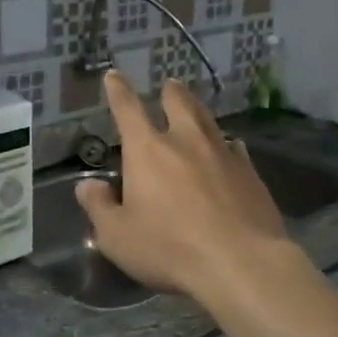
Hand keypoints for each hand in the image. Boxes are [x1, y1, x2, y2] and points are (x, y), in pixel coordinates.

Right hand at [75, 70, 291, 309]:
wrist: (241, 262)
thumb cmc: (170, 248)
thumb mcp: (117, 236)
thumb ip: (99, 207)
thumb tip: (87, 185)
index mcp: (148, 150)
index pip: (127, 110)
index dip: (118, 90)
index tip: (114, 75)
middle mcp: (186, 141)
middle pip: (178, 103)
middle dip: (170, 92)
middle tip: (169, 85)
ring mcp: (223, 153)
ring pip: (208, 120)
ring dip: (198, 110)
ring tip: (194, 107)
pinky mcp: (250, 173)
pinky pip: (235, 148)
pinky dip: (226, 144)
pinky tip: (230, 149)